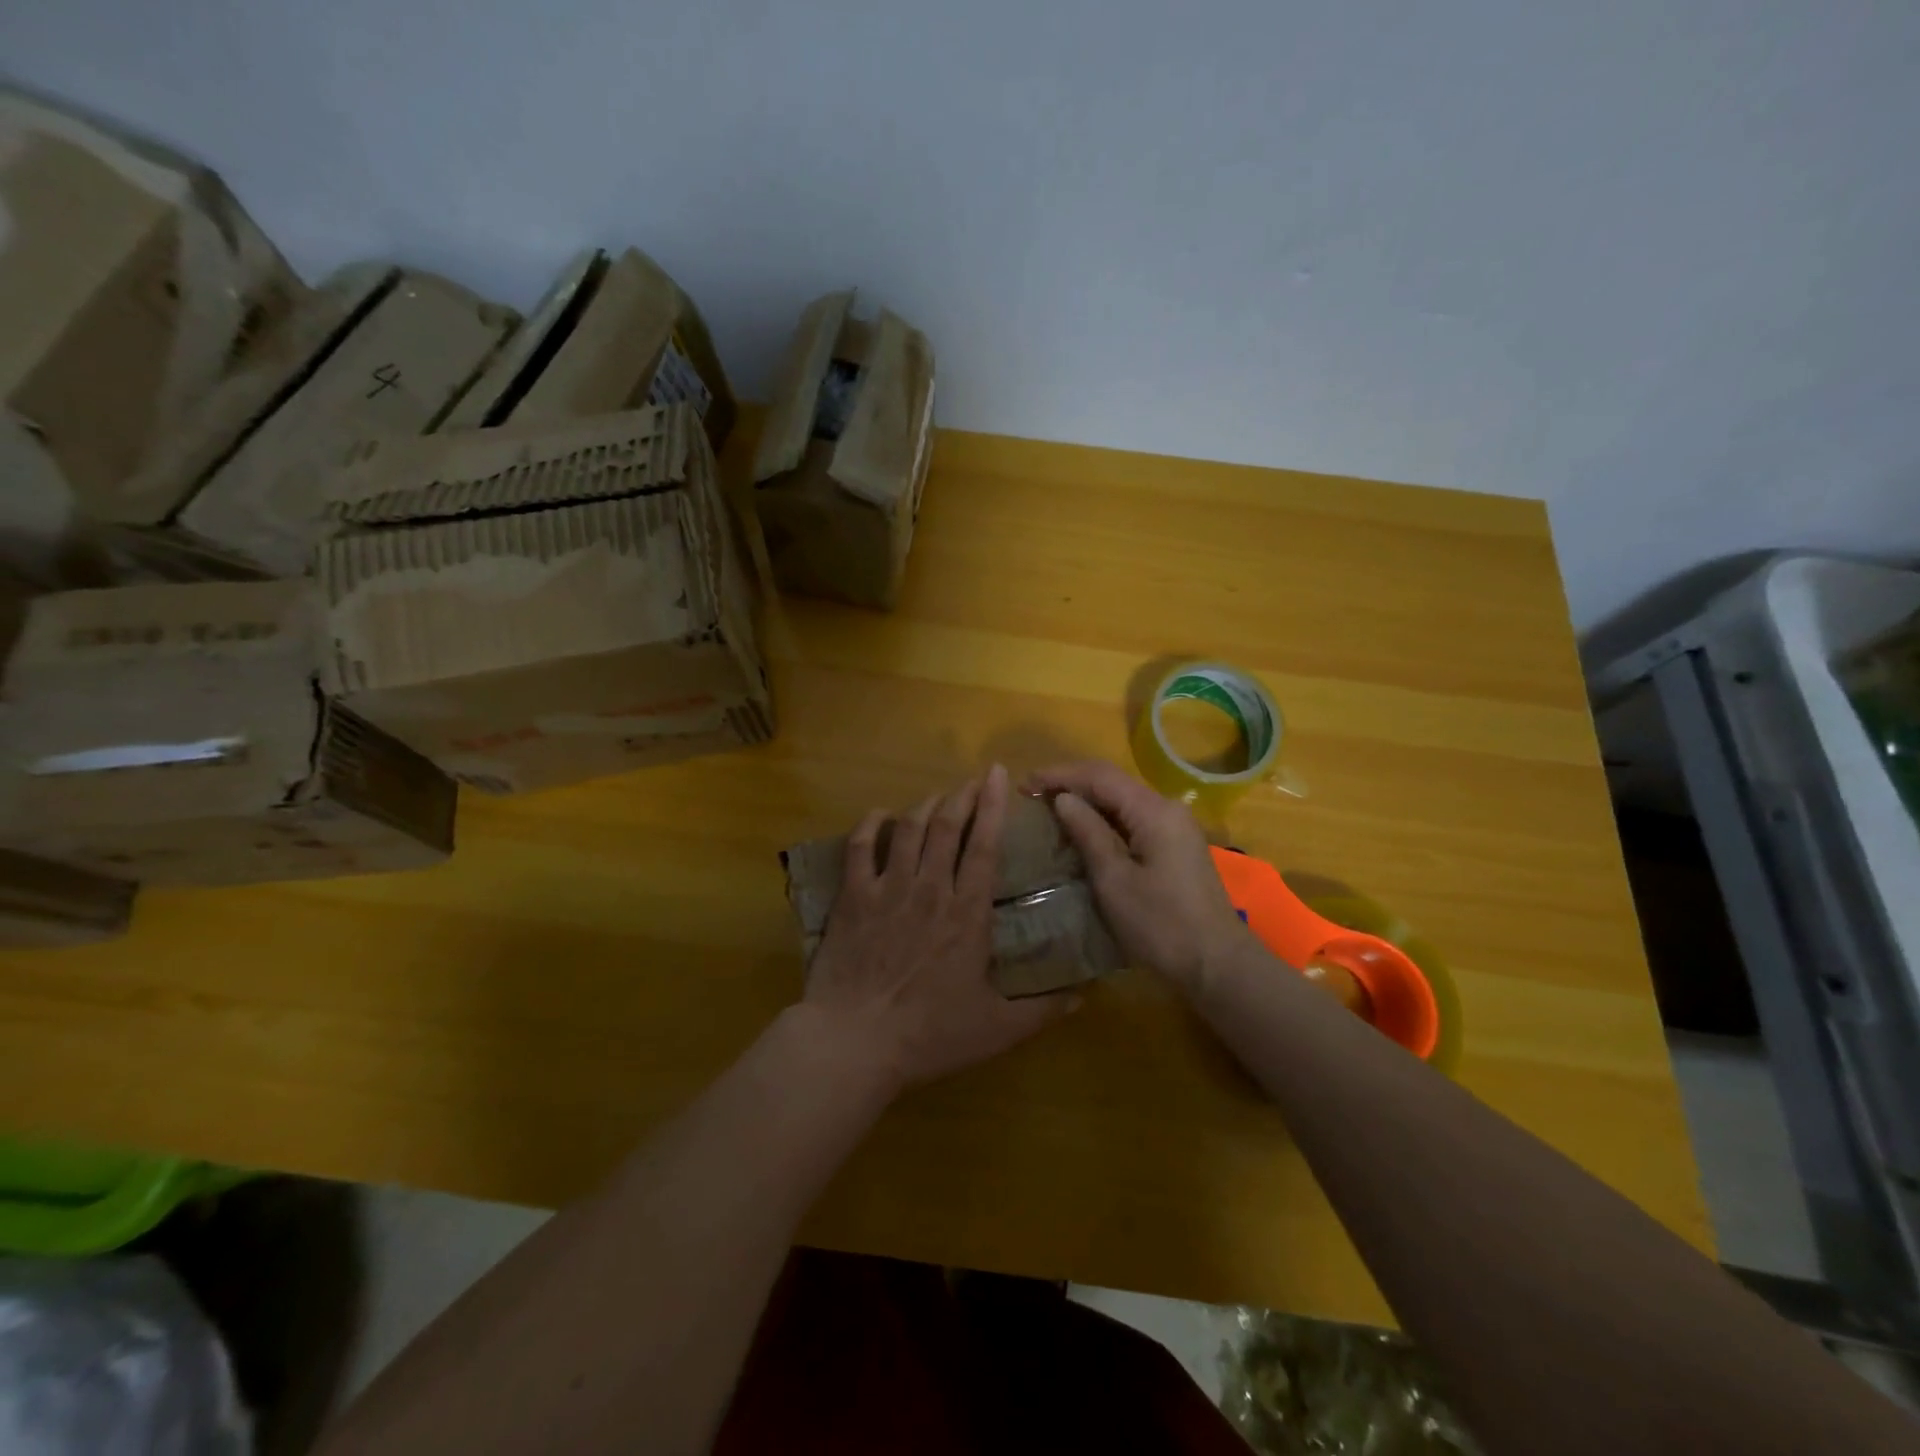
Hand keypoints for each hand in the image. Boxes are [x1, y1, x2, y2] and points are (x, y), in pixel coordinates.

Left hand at [803, 765, 1080, 1090]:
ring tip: (938, 797)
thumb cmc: (929, 1034)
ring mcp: (888, 889)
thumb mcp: (997, 1028)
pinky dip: (871, 824)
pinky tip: (881, 814)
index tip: (997, 774)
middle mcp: (930, 888)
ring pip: (909, 829)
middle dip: (962, 796)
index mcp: (967, 913)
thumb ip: (1042, 1009)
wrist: (855, 1041)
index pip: (985, 846)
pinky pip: (861, 847)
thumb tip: (1084, 997)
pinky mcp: (853, 897)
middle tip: (972, 780)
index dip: (992, 806)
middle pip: (947, 826)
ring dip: (926, 805)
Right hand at [1026, 760, 1254, 993]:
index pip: (1099, 776)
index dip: (1059, 775)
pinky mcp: (1176, 845)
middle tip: (1031, 794)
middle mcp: (1167, 808)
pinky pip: (1133, 819)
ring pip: (1123, 800)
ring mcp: (1175, 827)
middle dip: (1071, 783)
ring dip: (1087, 800)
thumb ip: (1088, 833)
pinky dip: (1104, 819)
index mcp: (1153, 811)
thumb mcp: (1114, 880)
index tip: (1024, 784)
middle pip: (1112, 782)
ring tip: (1049, 809)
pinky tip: (1083, 830)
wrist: (1217, 964)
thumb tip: (1063, 799)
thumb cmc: (1161, 925)